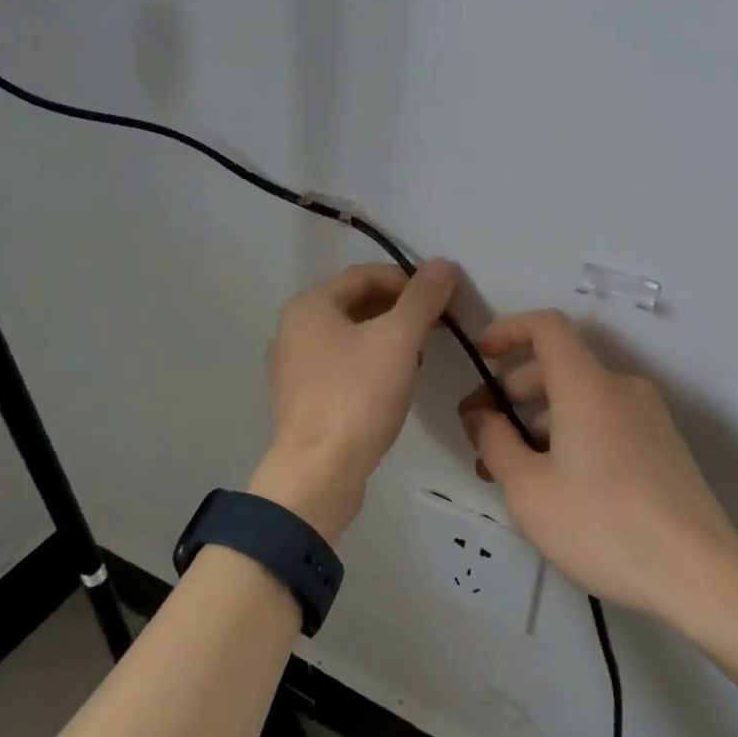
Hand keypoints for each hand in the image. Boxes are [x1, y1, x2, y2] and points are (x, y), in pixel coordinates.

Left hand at [251, 260, 457, 543]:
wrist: (319, 472)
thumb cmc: (357, 396)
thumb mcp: (397, 340)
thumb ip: (421, 299)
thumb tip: (442, 264)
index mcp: (309, 306)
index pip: (366, 275)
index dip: (409, 280)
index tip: (443, 298)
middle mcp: (294, 329)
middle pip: (356, 304)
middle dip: (400, 310)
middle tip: (436, 326)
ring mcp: (294, 366)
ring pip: (351, 337)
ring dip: (388, 338)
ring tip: (420, 354)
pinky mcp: (303, 398)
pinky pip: (343, 366)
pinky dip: (371, 364)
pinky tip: (395, 382)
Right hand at [458, 310, 737, 622]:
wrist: (698, 573)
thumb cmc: (601, 524)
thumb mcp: (529, 489)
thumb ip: (495, 442)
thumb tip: (480, 416)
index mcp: (587, 385)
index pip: (547, 327)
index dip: (508, 330)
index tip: (481, 355)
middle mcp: (621, 388)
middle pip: (559, 366)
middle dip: (513, 391)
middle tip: (483, 435)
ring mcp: (648, 416)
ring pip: (581, 399)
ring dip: (540, 420)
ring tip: (514, 470)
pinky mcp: (662, 444)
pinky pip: (605, 420)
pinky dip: (572, 434)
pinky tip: (557, 483)